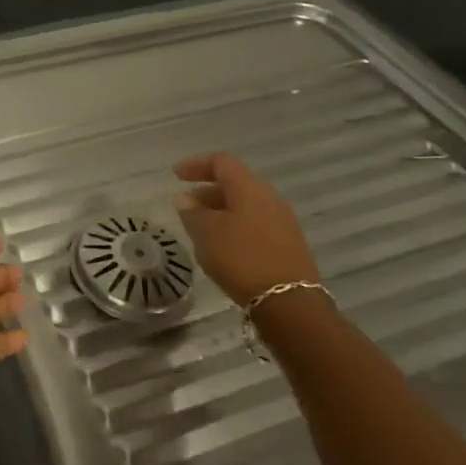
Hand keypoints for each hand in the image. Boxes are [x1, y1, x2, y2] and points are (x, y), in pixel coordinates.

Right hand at [173, 153, 320, 306]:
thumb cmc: (240, 258)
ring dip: (221, 210)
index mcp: (249, 188)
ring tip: (201, 228)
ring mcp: (283, 221)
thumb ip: (191, 212)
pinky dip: (236, 225)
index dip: (196, 164)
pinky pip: (257, 223)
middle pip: (235, 183)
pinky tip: (224, 246)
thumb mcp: (205, 233)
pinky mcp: (289, 243)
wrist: (288, 302)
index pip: (221, 162)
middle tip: (186, 206)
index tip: (176, 175)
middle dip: (207, 191)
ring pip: (246, 205)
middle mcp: (270, 198)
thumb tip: (185, 198)